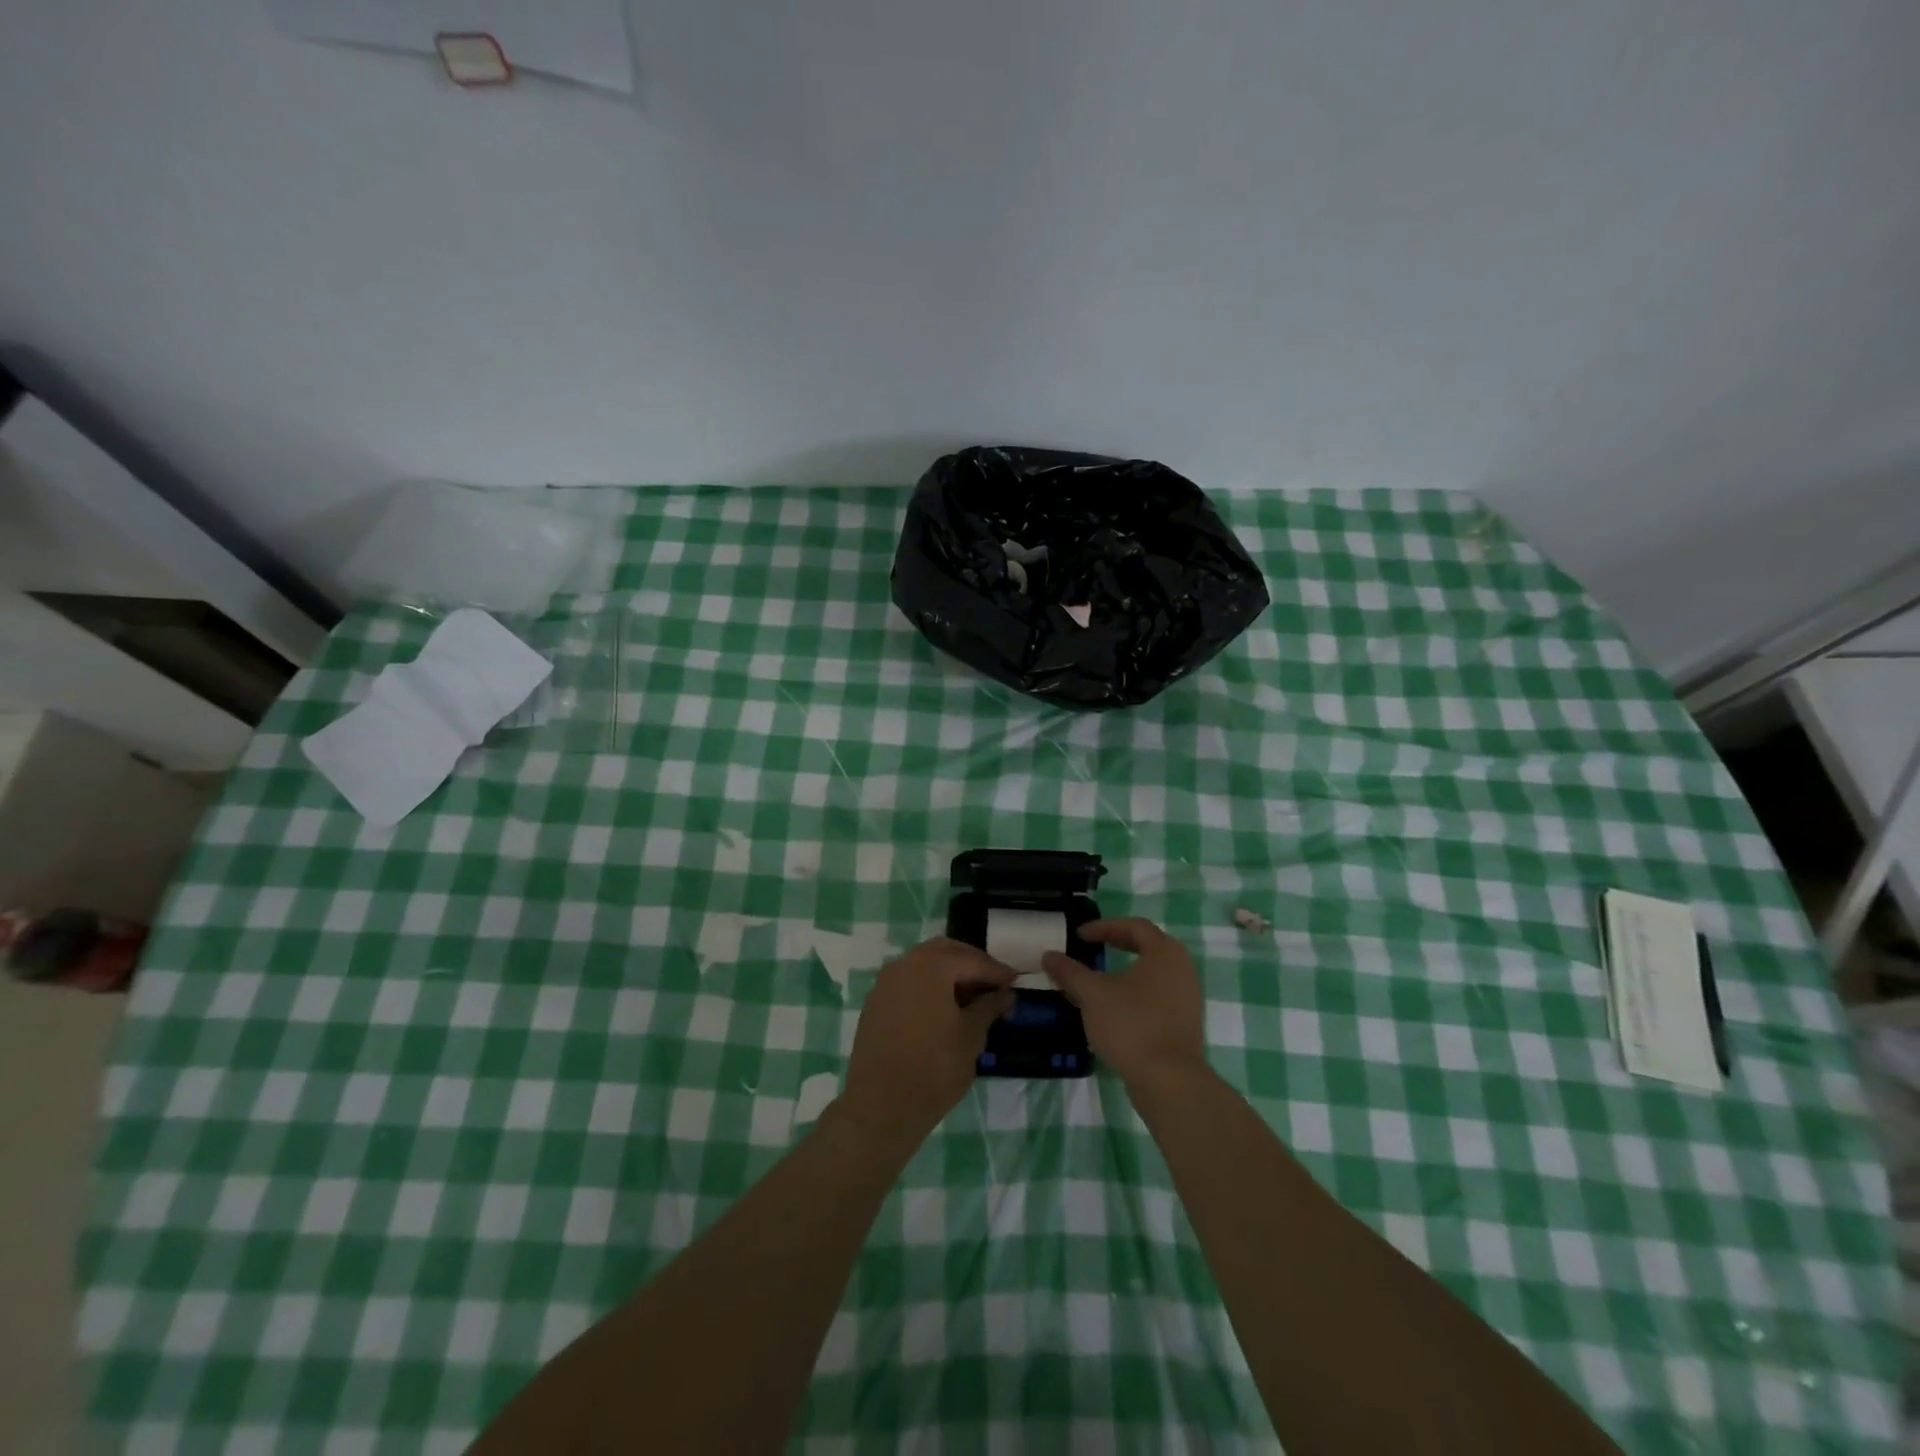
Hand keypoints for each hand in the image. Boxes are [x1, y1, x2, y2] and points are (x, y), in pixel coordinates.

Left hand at [838, 938, 1014, 1150]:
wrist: (880, 1106)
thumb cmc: (933, 1069)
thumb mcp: (971, 1037)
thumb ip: (989, 1007)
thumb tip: (1005, 994)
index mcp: (930, 966)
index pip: (971, 960)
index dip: (996, 971)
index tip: (1015, 981)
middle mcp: (904, 964)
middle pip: (945, 951)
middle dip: (971, 963)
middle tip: (994, 983)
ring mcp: (885, 982)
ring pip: (924, 964)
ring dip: (949, 973)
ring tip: (972, 997)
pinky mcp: (876, 1002)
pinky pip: (908, 981)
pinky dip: (929, 985)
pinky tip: (944, 1008)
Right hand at [1042, 918, 1207, 1089]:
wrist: (1169, 1081)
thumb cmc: (1131, 1025)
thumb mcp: (1092, 994)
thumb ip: (1070, 971)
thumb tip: (1048, 955)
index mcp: (1164, 952)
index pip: (1134, 926)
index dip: (1104, 926)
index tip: (1079, 935)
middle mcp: (1182, 968)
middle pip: (1146, 946)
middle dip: (1116, 945)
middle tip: (1091, 948)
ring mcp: (1187, 997)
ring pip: (1151, 974)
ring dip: (1123, 972)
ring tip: (1097, 980)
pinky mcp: (1184, 1023)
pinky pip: (1156, 996)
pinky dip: (1133, 994)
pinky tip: (1112, 1009)